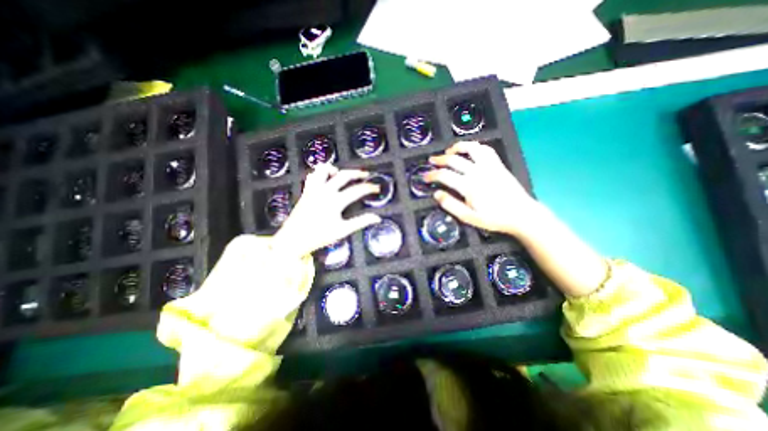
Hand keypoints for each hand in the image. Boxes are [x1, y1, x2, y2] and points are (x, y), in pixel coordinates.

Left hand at [277, 163, 384, 259]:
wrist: (293, 239)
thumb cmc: (318, 236)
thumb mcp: (342, 231)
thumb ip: (360, 222)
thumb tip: (377, 218)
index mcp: (335, 201)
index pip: (357, 190)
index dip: (369, 188)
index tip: (377, 188)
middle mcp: (325, 191)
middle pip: (344, 175)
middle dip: (357, 173)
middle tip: (365, 175)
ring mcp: (314, 189)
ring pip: (324, 169)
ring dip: (335, 169)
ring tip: (341, 174)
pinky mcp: (306, 191)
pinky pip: (312, 176)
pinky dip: (320, 173)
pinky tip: (325, 179)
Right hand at [427, 139, 539, 235]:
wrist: (521, 214)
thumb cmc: (494, 218)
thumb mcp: (469, 218)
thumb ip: (451, 205)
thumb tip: (437, 194)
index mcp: (469, 186)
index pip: (444, 175)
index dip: (432, 175)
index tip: (425, 176)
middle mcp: (478, 172)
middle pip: (454, 159)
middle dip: (439, 159)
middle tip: (431, 161)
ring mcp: (489, 166)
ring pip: (471, 148)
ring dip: (457, 147)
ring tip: (449, 151)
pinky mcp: (498, 164)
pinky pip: (486, 150)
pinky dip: (475, 147)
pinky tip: (470, 151)